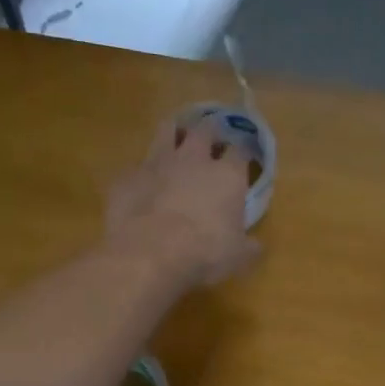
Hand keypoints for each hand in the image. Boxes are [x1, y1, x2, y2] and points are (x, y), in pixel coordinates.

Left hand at [106, 116, 260, 285]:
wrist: (149, 254)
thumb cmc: (204, 253)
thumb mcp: (237, 257)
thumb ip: (249, 247)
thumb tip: (257, 246)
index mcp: (227, 175)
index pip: (241, 149)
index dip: (243, 150)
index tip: (244, 156)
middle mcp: (194, 159)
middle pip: (205, 129)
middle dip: (210, 131)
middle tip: (210, 140)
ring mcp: (157, 163)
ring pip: (167, 130)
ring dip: (174, 133)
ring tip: (175, 140)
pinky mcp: (127, 176)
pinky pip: (136, 165)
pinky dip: (142, 172)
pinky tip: (141, 185)